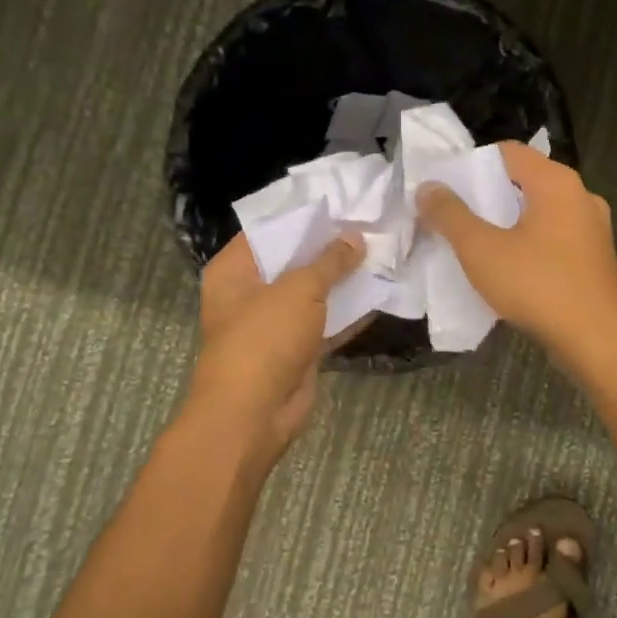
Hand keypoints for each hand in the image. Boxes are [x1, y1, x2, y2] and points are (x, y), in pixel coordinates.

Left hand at [187, 232, 363, 460]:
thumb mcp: (298, 290)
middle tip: (370, 224)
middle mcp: (250, 293)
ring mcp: (274, 324)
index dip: (305, 217)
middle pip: (293, 261)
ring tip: (382, 252)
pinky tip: (381, 292)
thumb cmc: (264, 339)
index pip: (270, 230)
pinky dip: (348, 311)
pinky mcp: (296, 350)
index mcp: (234, 271)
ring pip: (313, 294)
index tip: (342, 202)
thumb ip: (329, 261)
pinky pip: (325, 323)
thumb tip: (354, 237)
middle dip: (330, 248)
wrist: (253, 415)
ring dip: (343, 280)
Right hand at [417, 143, 616, 361]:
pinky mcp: (596, 258)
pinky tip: (508, 269)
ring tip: (474, 244)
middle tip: (452, 217)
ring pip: (540, 213)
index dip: (471, 164)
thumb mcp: (481, 249)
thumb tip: (428, 187)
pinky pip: (554, 238)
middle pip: (524, 182)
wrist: (598, 342)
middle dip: (486, 197)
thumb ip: (450, 214)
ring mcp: (593, 229)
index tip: (444, 188)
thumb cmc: (538, 287)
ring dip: (507, 224)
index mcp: (556, 182)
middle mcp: (581, 196)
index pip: (507, 152)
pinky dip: (529, 245)